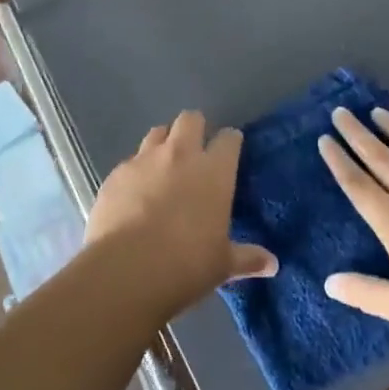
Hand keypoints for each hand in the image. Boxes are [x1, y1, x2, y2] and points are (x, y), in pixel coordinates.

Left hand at [85, 110, 277, 316]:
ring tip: (163, 167)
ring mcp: (144, 160)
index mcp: (213, 171)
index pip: (229, 139)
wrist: (126, 270)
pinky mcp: (116, 174)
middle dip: (195, 129)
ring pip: (157, 133)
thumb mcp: (222, 265)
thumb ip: (247, 258)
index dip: (230, 143)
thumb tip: (272, 264)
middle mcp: (180, 154)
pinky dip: (136, 171)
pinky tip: (134, 194)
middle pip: (190, 119)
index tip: (230, 153)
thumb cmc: (186, 265)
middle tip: (195, 152)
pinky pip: (130, 161)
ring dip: (163, 144)